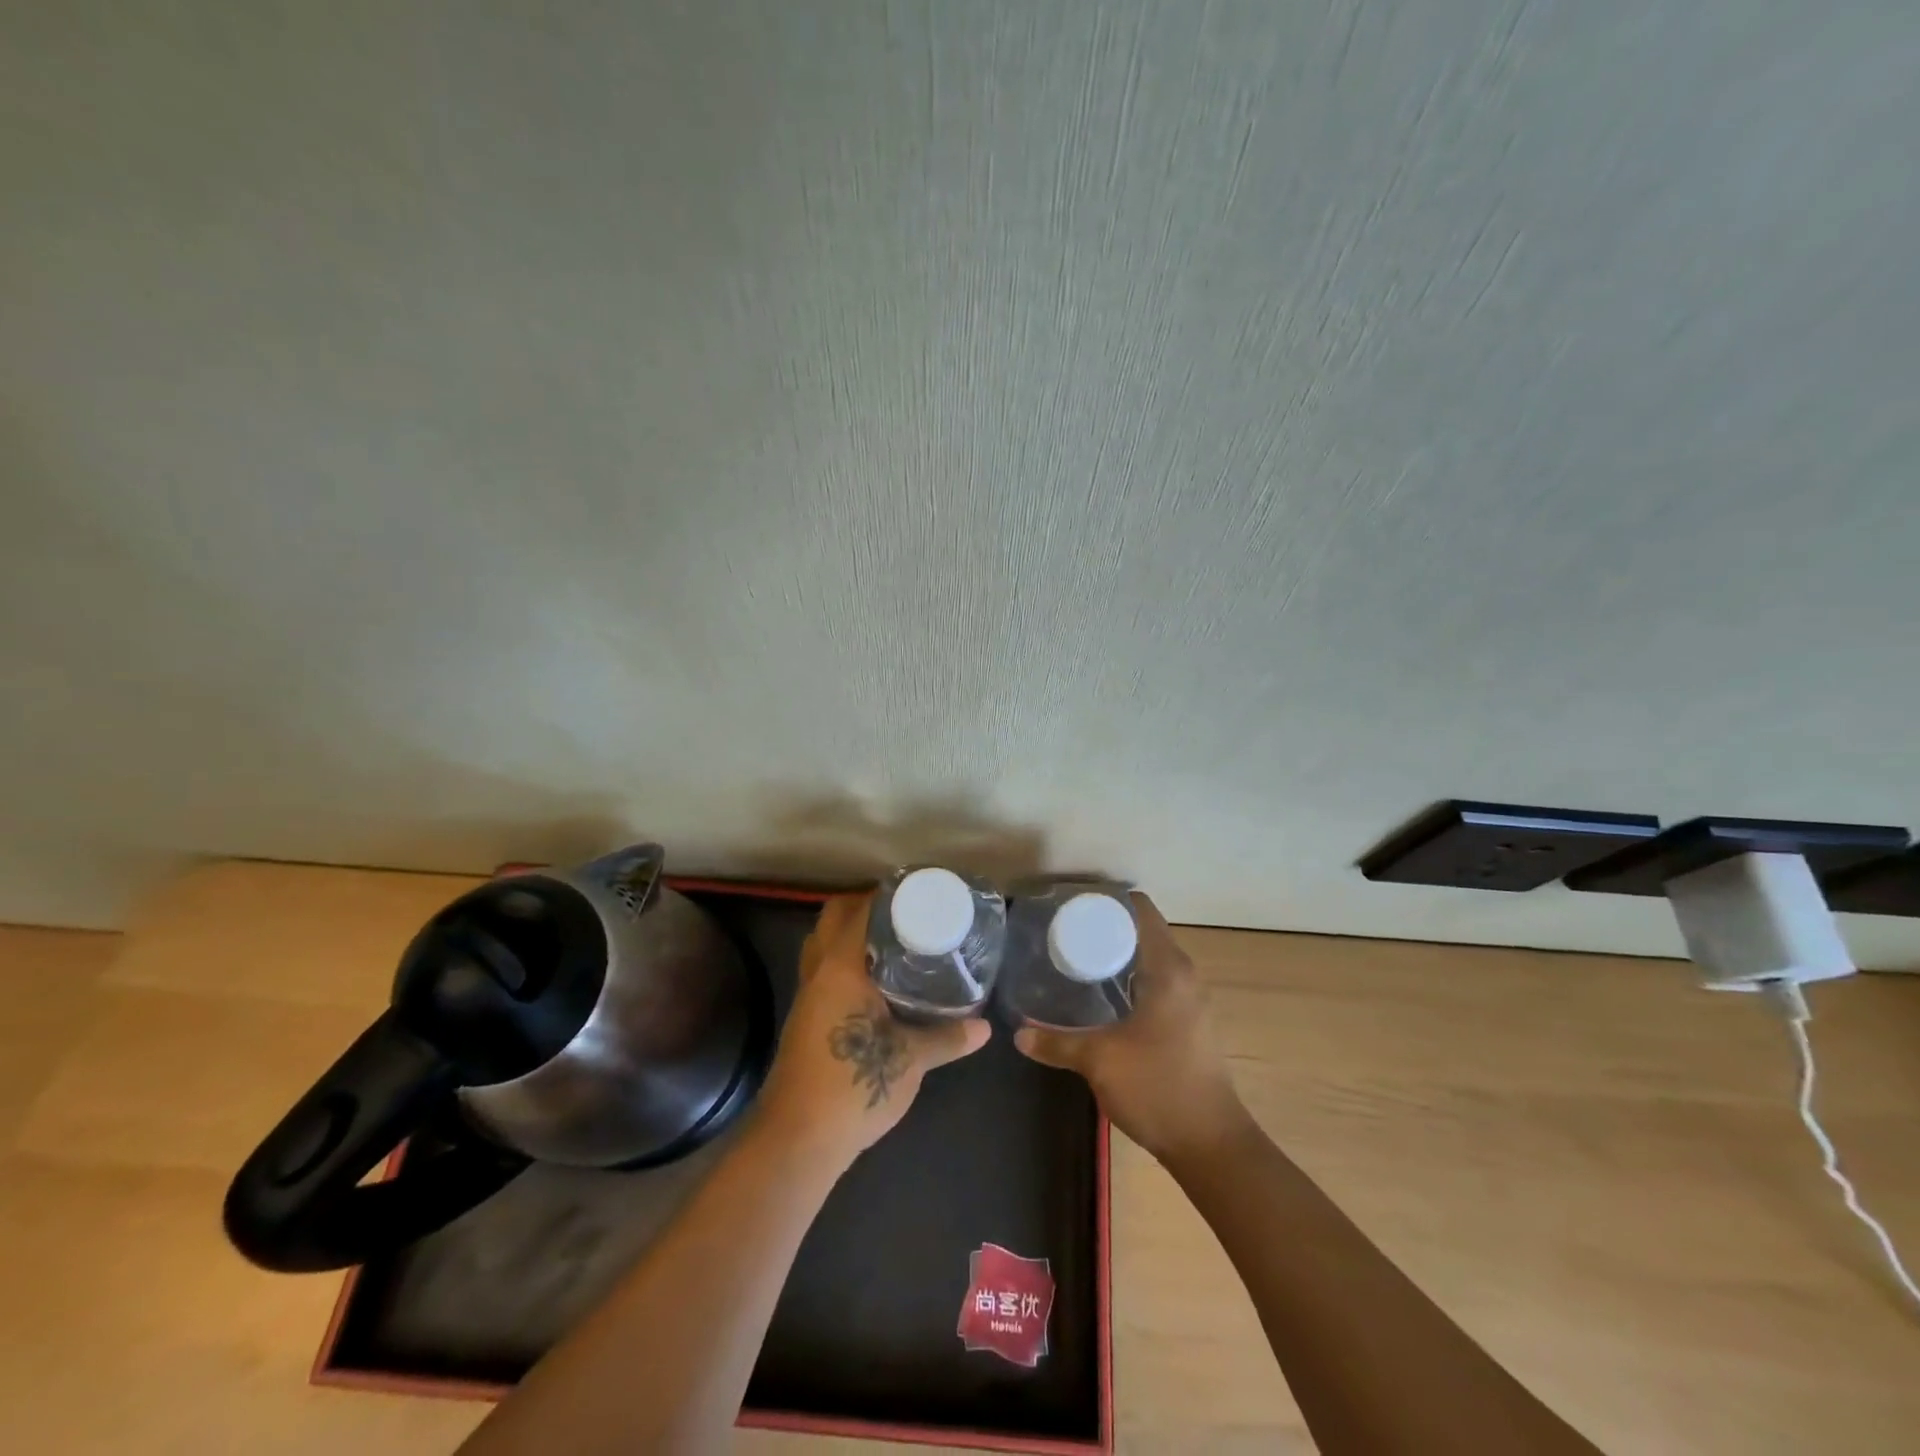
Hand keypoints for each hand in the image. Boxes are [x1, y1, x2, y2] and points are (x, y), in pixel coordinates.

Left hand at [754, 892, 991, 1166]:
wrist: (799, 1138)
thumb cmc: (854, 1085)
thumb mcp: (910, 1060)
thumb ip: (947, 1038)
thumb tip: (985, 1027)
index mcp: (841, 968)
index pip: (857, 910)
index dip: (883, 894)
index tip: (914, 891)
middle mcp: (818, 971)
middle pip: (831, 918)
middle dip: (862, 907)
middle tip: (902, 913)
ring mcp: (806, 994)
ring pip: (822, 944)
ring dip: (849, 934)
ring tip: (891, 940)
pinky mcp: (804, 1017)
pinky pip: (822, 970)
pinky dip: (843, 961)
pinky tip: (873, 979)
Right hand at [1014, 893, 1251, 1164]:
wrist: (1211, 1145)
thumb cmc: (1158, 1087)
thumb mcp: (1099, 1060)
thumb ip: (1056, 1042)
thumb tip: (1018, 1032)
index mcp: (1169, 969)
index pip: (1142, 911)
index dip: (1109, 901)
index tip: (1073, 904)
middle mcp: (1185, 976)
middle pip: (1144, 933)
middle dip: (1106, 929)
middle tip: (1064, 932)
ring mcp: (1191, 1001)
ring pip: (1151, 961)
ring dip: (1119, 956)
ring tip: (1075, 959)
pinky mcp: (1190, 1024)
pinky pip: (1157, 984)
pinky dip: (1130, 980)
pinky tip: (1101, 997)